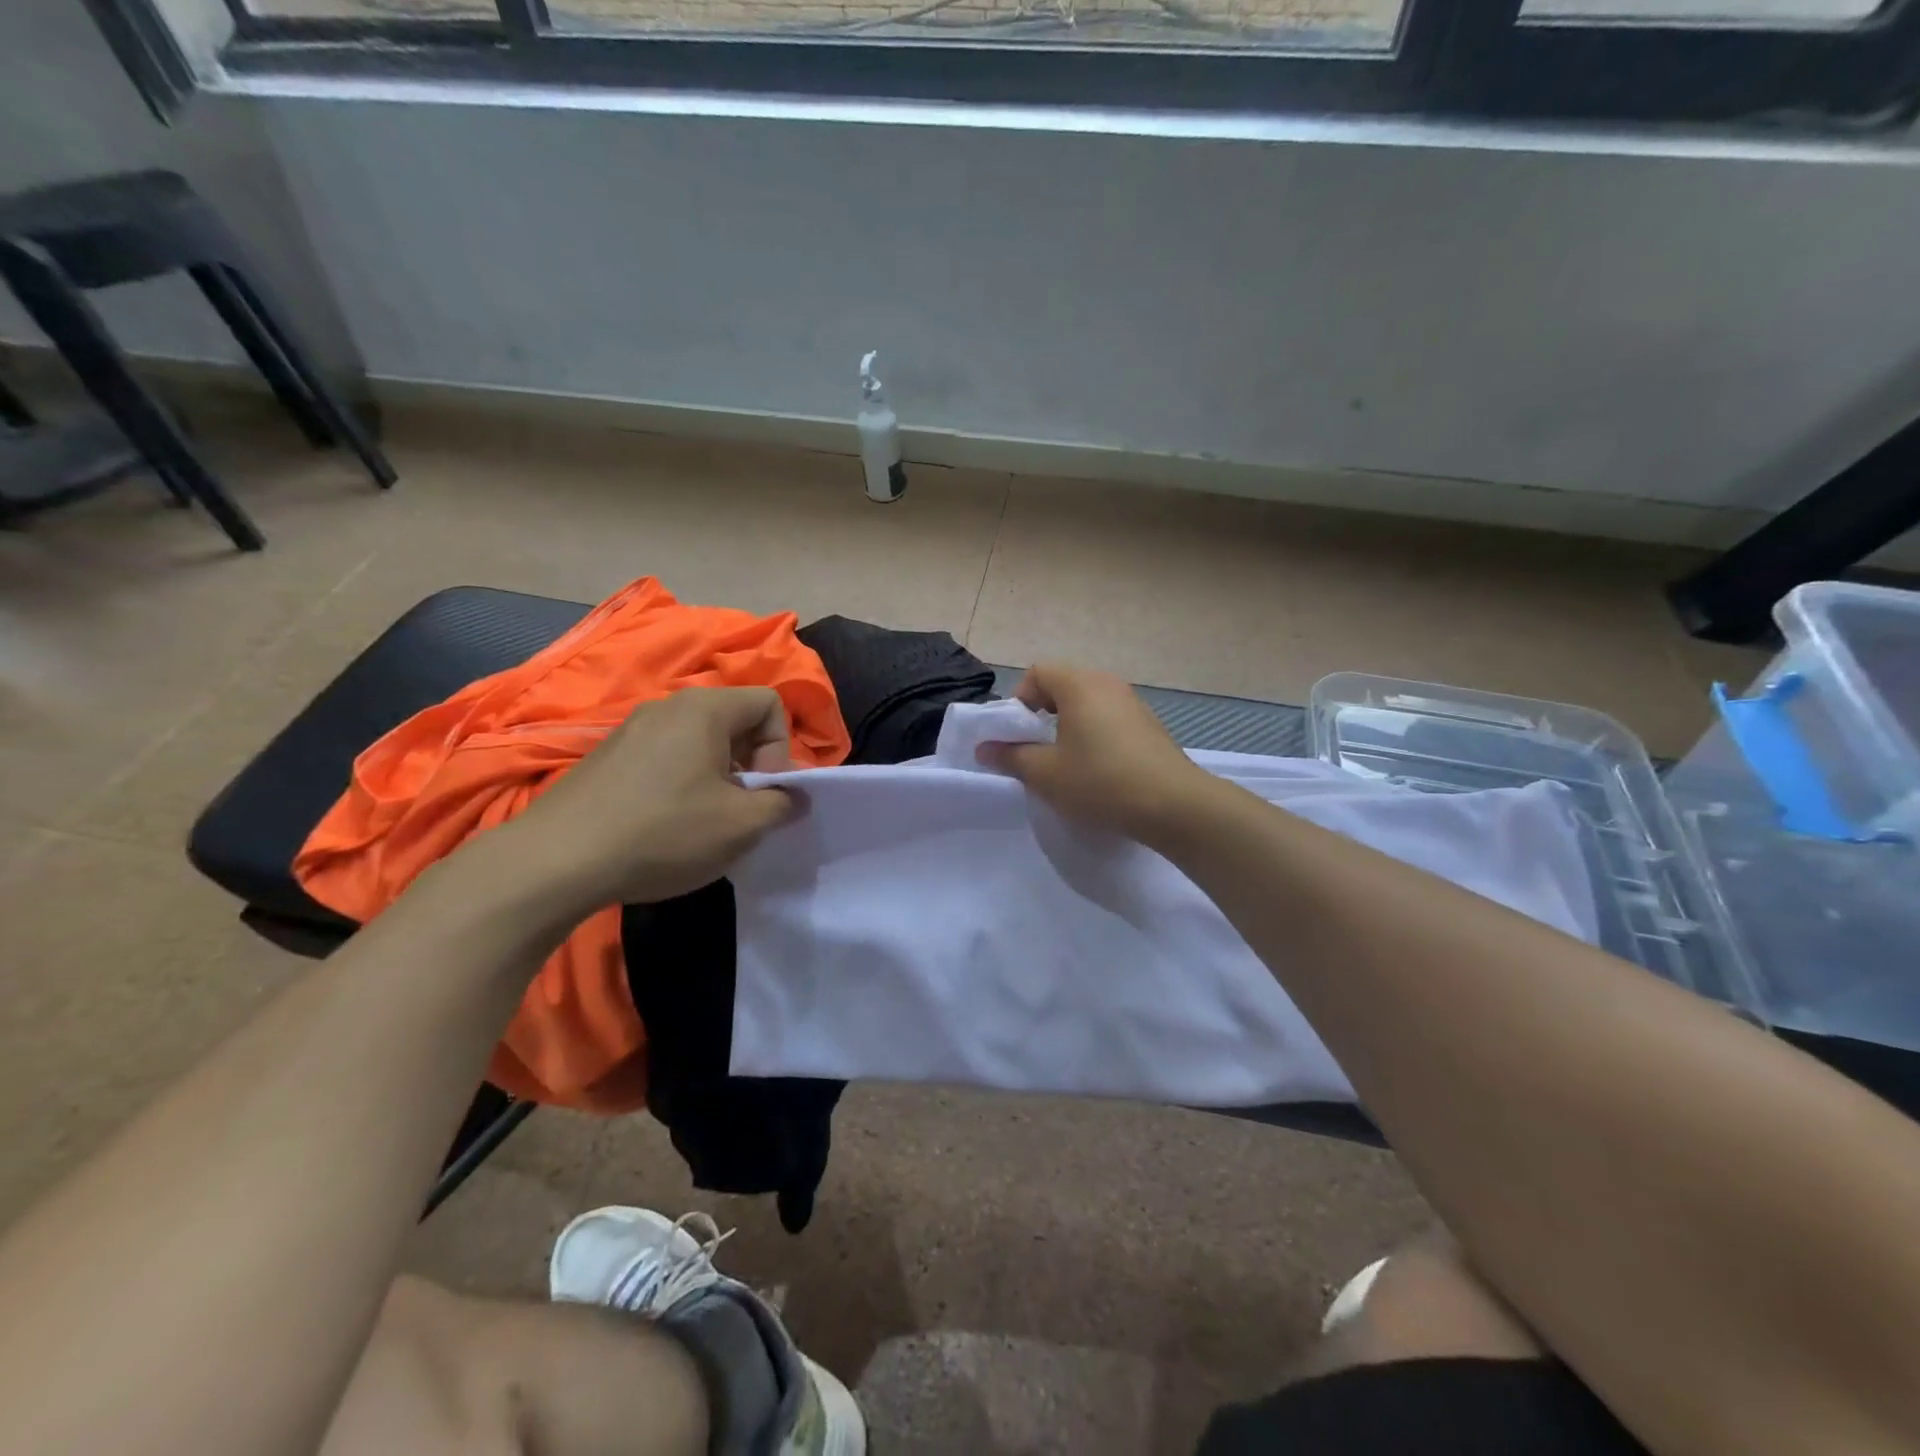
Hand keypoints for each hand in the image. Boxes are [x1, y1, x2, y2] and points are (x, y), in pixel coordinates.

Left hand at [508, 687, 798, 910]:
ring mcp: (632, 729)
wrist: (557, 861)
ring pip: (699, 742)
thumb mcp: (741, 825)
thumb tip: (792, 796)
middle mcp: (668, 706)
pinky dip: (682, 783)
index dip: (781, 748)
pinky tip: (665, 826)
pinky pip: (666, 757)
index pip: (769, 704)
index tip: (763, 792)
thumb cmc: (664, 832)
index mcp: (705, 709)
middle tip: (740, 810)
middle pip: (734, 721)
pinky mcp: (608, 756)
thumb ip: (782, 804)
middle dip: (751, 765)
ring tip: (704, 822)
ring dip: (717, 778)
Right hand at [979, 664, 1211, 842]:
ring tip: (1067, 762)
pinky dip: (1095, 734)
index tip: (1018, 735)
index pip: (1038, 672)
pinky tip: (1098, 770)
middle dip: (1043, 713)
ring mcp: (1133, 703)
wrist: (1174, 806)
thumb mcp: (1045, 774)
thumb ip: (1011, 757)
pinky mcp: (1150, 725)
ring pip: (1088, 703)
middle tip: (1037, 749)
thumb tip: (985, 749)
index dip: (1020, 700)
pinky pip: (1110, 718)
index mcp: (1080, 685)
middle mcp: (1108, 684)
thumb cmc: (1100, 782)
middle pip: (1064, 684)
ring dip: (1069, 725)